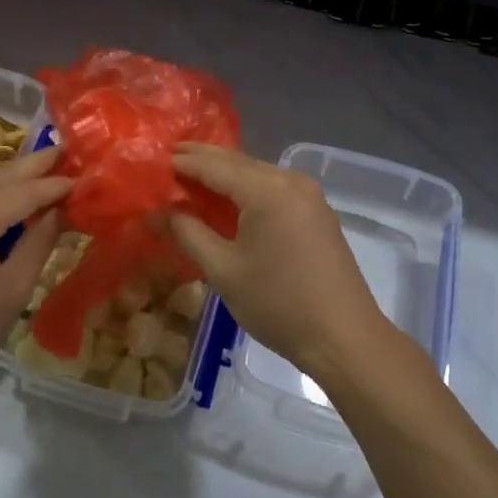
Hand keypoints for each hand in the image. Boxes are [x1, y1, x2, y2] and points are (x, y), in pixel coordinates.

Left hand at [0, 147, 70, 403]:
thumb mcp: (13, 292)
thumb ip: (40, 243)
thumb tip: (65, 210)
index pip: (23, 192)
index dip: (55, 185)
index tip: (85, 177)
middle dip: (36, 166)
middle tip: (69, 154)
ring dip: (14, 176)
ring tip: (48, 170)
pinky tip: (12, 194)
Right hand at [167, 144, 400, 389]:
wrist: (343, 337)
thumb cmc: (277, 304)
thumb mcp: (223, 270)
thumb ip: (188, 233)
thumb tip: (158, 212)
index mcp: (266, 190)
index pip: (214, 165)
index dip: (182, 162)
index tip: (154, 159)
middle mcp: (290, 181)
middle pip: (238, 162)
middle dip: (202, 160)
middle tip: (168, 160)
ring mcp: (309, 195)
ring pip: (257, 173)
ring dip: (225, 172)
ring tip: (192, 176)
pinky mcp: (317, 212)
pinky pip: (274, 187)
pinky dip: (247, 187)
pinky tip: (229, 197)